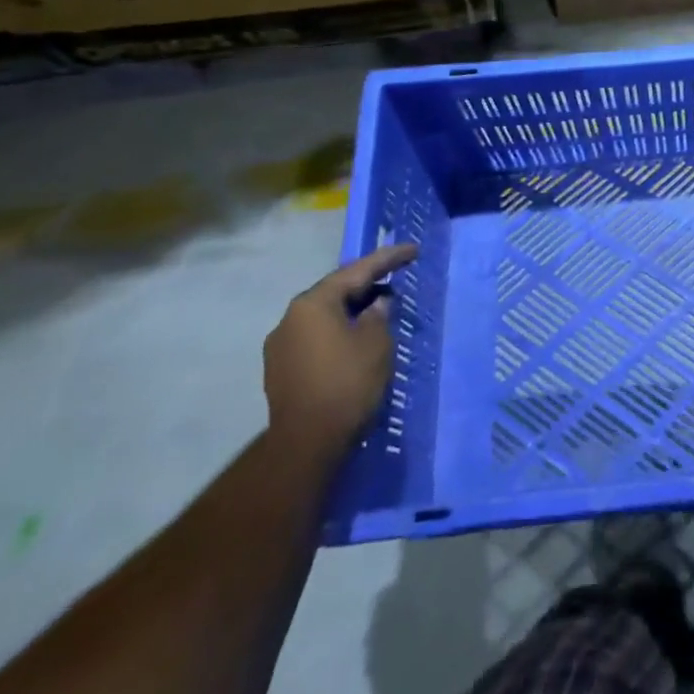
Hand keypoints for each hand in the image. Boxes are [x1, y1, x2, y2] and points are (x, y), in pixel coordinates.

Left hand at [263, 245, 416, 456]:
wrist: (306, 444)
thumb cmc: (347, 383)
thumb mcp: (377, 342)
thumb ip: (379, 315)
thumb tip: (377, 304)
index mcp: (313, 303)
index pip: (357, 271)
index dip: (388, 259)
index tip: (412, 250)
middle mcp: (290, 318)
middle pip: (335, 291)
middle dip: (367, 284)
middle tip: (395, 277)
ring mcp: (280, 346)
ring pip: (324, 316)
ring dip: (352, 310)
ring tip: (380, 310)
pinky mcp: (280, 370)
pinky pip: (315, 337)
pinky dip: (338, 331)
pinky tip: (356, 339)